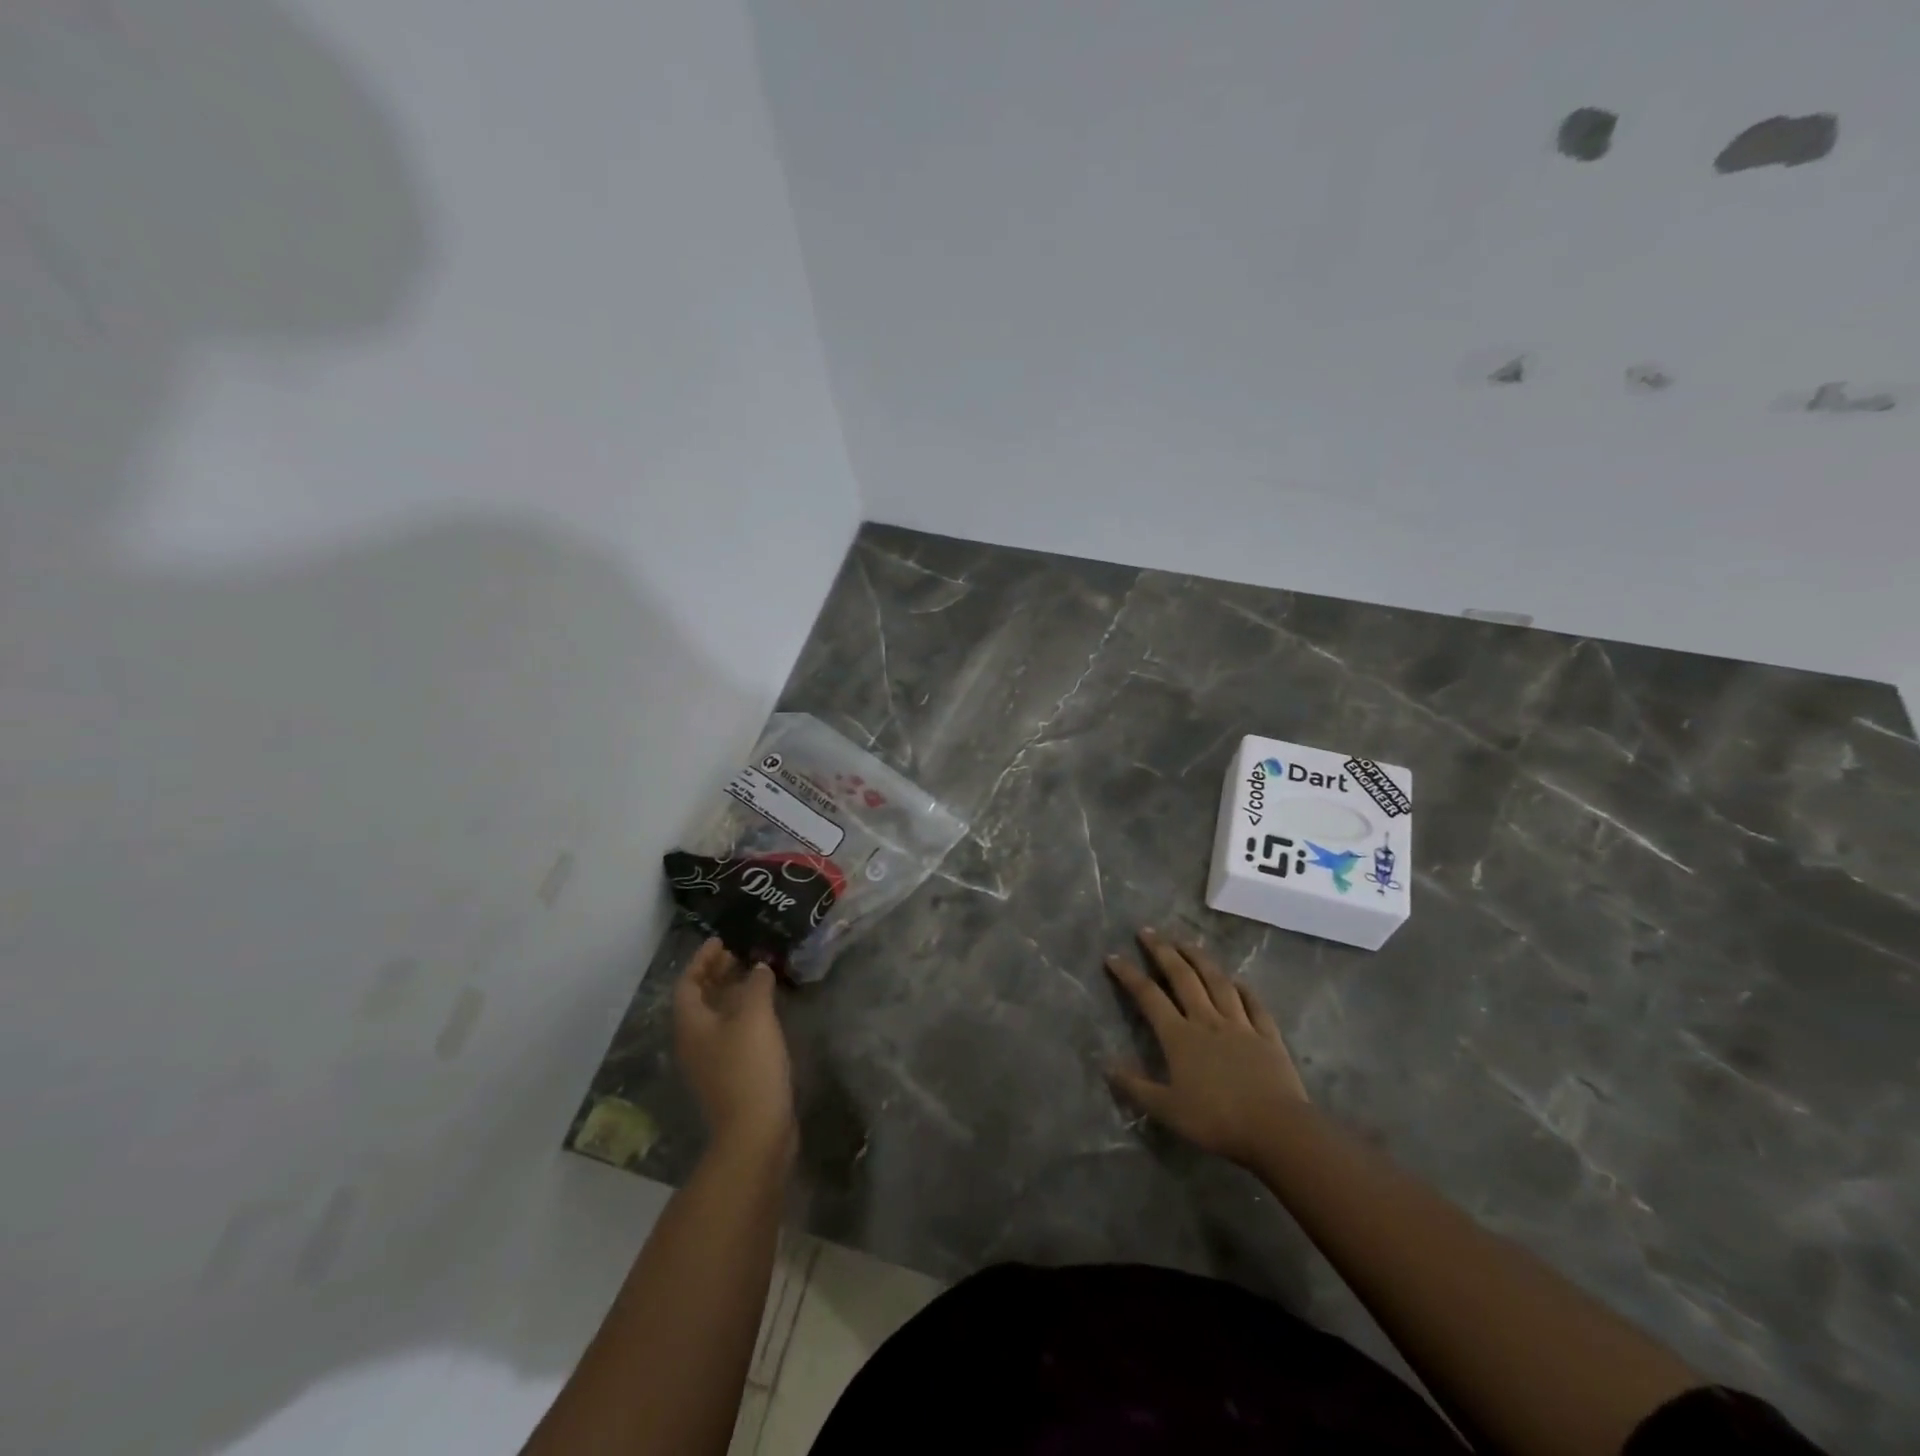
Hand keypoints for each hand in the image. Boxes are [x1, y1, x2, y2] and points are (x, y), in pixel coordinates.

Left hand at [674, 939, 794, 1159]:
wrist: (756, 1131)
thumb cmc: (749, 1066)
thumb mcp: (754, 1016)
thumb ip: (756, 985)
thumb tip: (758, 967)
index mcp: (691, 1024)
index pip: (688, 983)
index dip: (702, 959)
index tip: (722, 940)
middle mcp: (694, 1042)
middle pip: (700, 1000)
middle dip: (717, 974)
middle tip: (741, 954)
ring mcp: (711, 1061)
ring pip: (717, 1017)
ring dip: (732, 993)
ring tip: (757, 975)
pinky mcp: (730, 1075)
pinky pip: (731, 1033)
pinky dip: (744, 1014)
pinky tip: (767, 1011)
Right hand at [1105, 927, 1306, 1166]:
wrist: (1276, 1129)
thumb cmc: (1217, 1121)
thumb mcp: (1168, 1110)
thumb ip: (1136, 1087)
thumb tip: (1107, 1067)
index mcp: (1180, 1036)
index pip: (1148, 996)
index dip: (1129, 974)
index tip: (1113, 956)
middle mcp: (1207, 1020)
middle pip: (1182, 977)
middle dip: (1163, 951)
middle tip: (1148, 931)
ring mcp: (1240, 1025)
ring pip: (1217, 982)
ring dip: (1200, 959)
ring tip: (1186, 942)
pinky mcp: (1267, 1035)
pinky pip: (1253, 1005)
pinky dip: (1243, 989)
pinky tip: (1237, 980)